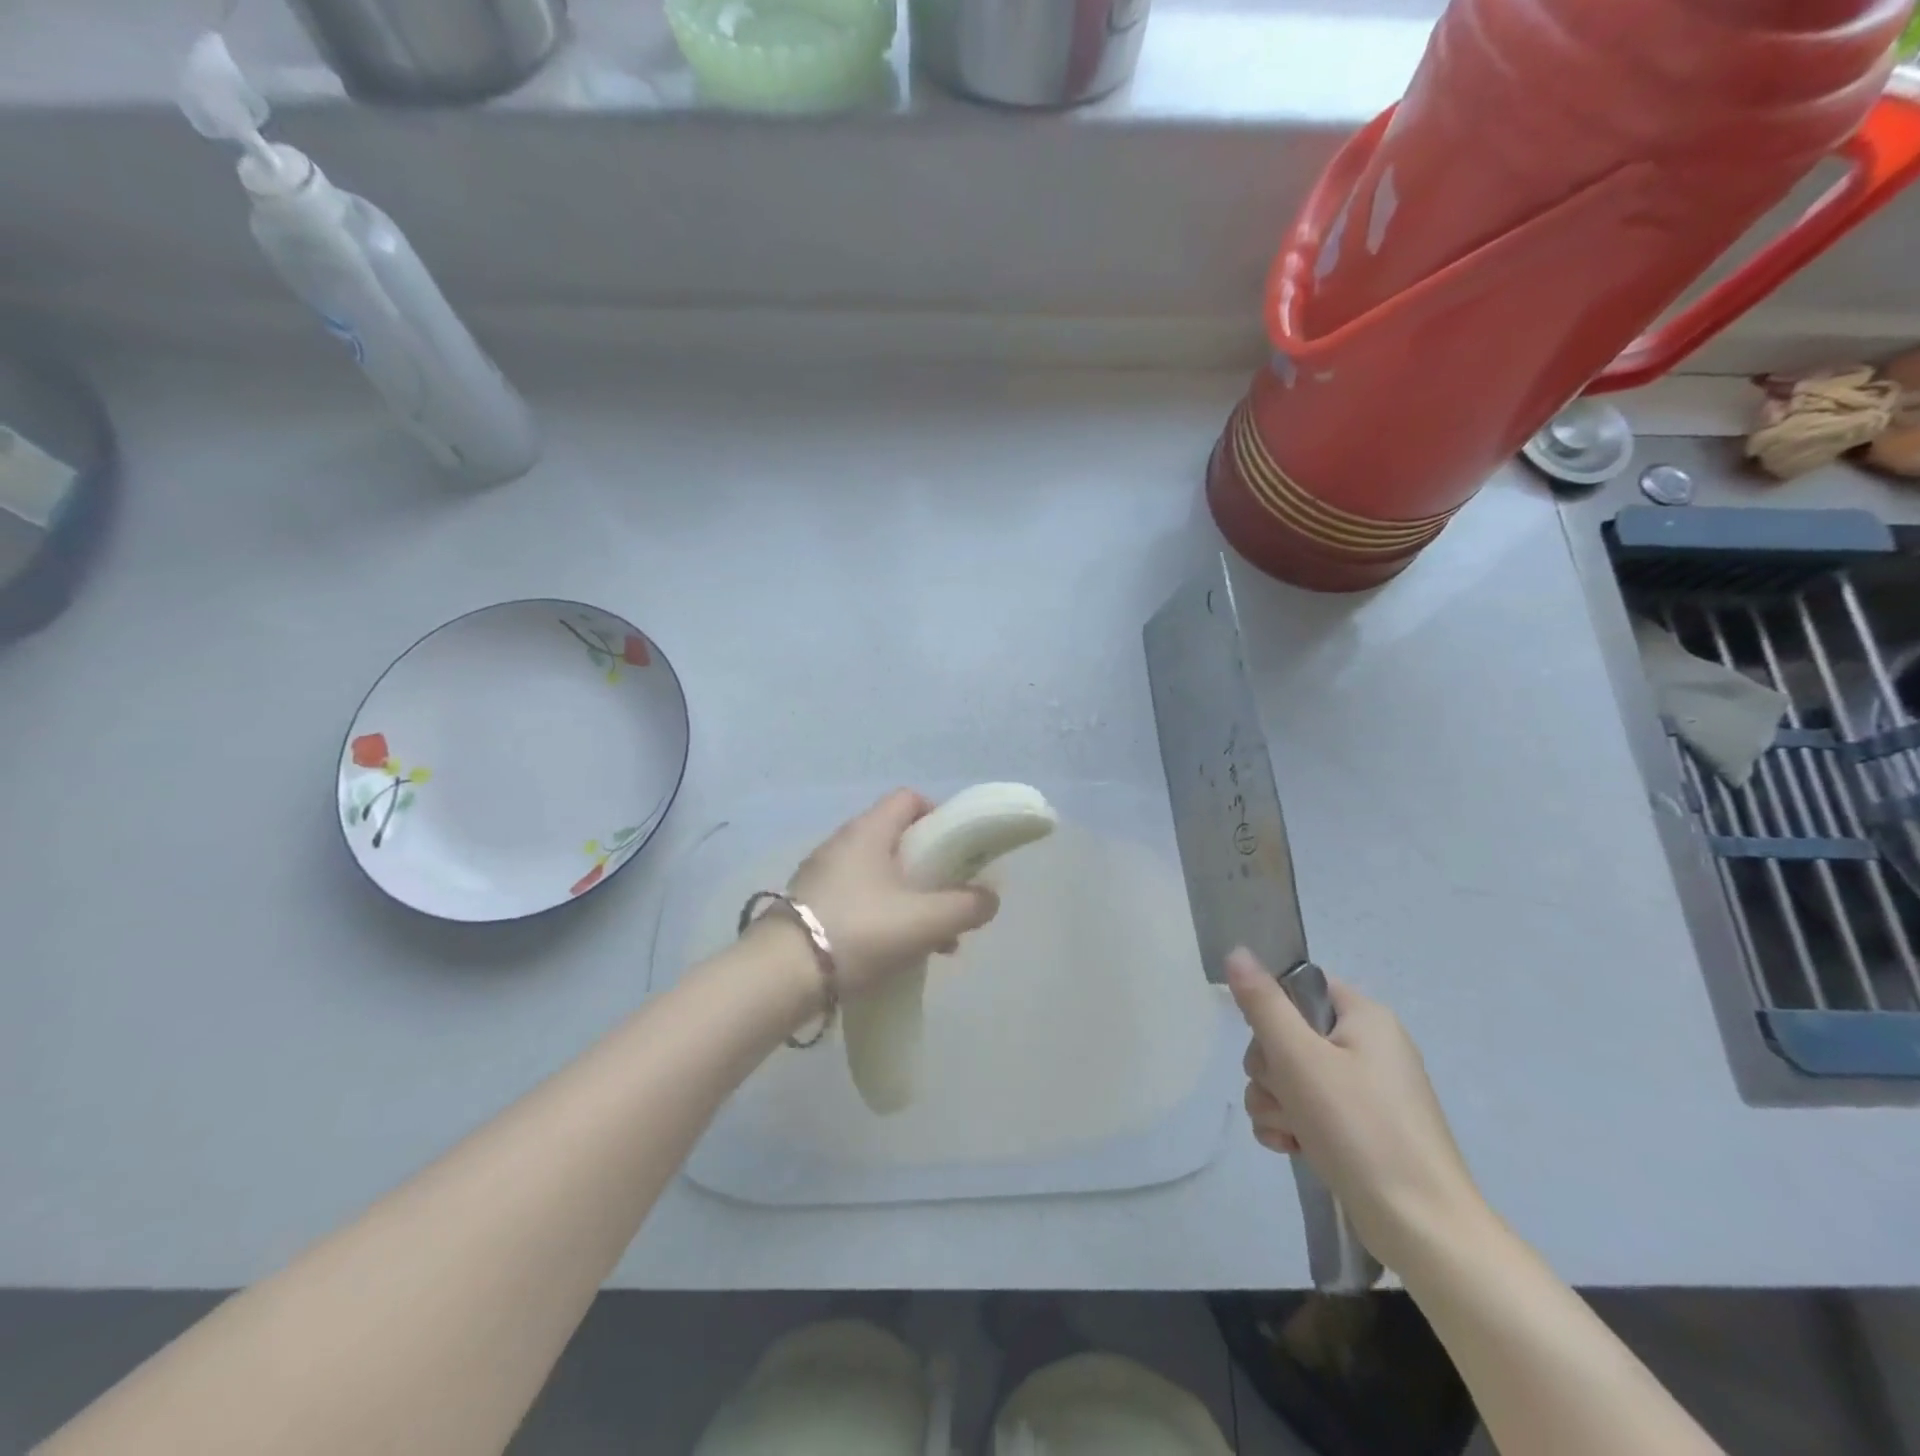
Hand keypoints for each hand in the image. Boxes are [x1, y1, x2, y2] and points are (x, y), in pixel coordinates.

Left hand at [783, 789, 999, 999]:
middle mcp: (842, 843)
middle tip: (950, 900)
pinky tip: (896, 952)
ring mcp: (821, 875)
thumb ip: (966, 906)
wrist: (781, 976)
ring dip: (910, 899)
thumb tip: (989, 898)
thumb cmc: (860, 931)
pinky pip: (858, 900)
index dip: (938, 816)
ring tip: (933, 940)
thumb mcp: (926, 920)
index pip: (909, 798)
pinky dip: (883, 916)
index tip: (958, 850)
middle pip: (897, 840)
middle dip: (930, 869)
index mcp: (869, 831)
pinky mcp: (810, 906)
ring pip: (879, 875)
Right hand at [1227, 949, 1489, 1274]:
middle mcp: (1368, 1046)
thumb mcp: (1299, 1057)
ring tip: (1290, 1132)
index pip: (1300, 988)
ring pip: (1290, 1077)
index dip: (1273, 1011)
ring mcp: (1365, 1091)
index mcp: (1365, 1017)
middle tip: (1284, 1095)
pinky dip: (1292, 1126)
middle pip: (1287, 1035)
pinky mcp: (1360, 1129)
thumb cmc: (1358, 1127)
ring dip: (1275, 1103)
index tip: (1270, 1044)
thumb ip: (1263, 1003)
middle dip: (1270, 1070)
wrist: (1421, 1228)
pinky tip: (1291, 1148)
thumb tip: (1237, 951)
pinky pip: (1306, 1110)